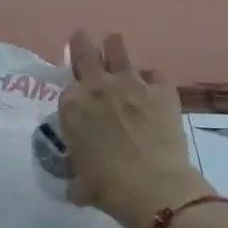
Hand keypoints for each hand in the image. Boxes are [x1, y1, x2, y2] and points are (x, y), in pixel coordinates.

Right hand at [60, 30, 212, 227]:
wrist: (153, 187)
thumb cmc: (108, 188)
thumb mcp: (80, 184)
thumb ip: (76, 177)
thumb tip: (76, 186)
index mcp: (72, 106)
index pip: (67, 86)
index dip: (72, 87)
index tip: (76, 90)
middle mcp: (98, 85)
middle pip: (85, 50)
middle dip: (82, 43)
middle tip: (82, 39)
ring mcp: (131, 83)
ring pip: (118, 48)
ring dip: (114, 48)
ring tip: (115, 48)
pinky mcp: (161, 88)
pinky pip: (155, 74)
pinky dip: (152, 79)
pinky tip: (154, 88)